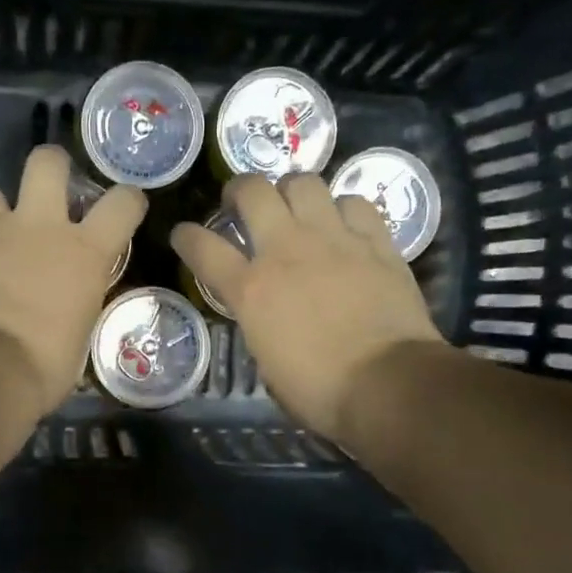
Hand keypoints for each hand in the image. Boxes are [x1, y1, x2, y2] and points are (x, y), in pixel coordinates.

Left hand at [0, 145, 146, 417]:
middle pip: (46, 162)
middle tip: (50, 188)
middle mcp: (40, 228)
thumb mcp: (78, 338)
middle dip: (51, 166)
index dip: (129, 200)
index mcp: (85, 252)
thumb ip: (75, 309)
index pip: (123, 203)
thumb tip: (66, 315)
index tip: (127, 208)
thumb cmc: (43, 366)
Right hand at [171, 174, 442, 441]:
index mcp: (251, 289)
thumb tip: (266, 319)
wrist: (388, 384)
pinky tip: (344, 224)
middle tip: (242, 203)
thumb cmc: (320, 391)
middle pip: (253, 191)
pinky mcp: (375, 241)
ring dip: (292, 191)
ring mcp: (333, 239)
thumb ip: (259, 326)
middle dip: (239, 189)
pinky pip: (354, 203)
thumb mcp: (268, 363)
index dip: (186, 237)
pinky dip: (343, 209)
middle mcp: (286, 250)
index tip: (183, 235)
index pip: (203, 248)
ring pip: (304, 182)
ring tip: (295, 206)